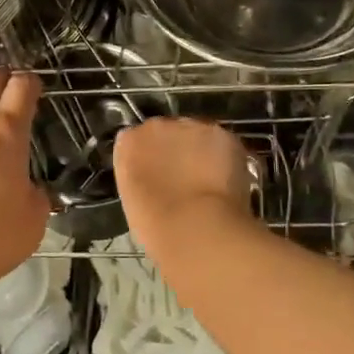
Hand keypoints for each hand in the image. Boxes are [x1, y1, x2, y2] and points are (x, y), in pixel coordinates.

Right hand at [113, 118, 256, 258]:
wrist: (196, 227)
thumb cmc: (156, 226)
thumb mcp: (133, 199)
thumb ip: (139, 176)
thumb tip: (153, 176)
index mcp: (128, 143)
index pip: (135, 140)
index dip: (149, 158)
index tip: (156, 176)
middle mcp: (156, 126)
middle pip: (166, 131)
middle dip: (175, 149)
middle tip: (183, 178)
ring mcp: (191, 127)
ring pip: (196, 134)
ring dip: (200, 150)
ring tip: (208, 181)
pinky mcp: (222, 135)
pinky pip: (222, 143)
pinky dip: (225, 158)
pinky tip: (225, 182)